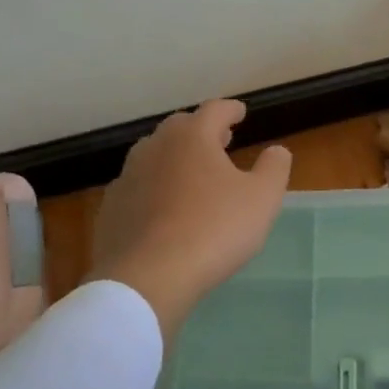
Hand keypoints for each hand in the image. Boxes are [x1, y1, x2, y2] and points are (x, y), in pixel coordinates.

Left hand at [88, 100, 293, 339]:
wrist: (145, 279)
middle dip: (202, 131)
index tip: (241, 113)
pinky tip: (163, 209)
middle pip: (181, 128)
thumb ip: (274, 168)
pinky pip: (138, 187)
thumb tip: (276, 150)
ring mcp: (128, 176)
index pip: (215, 110)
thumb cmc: (213, 230)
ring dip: (175, 158)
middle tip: (220, 141)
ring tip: (192, 174)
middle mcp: (156, 146)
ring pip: (155, 155)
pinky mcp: (111, 208)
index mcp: (192, 137)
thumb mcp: (262, 199)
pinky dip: (154, 189)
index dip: (231, 110)